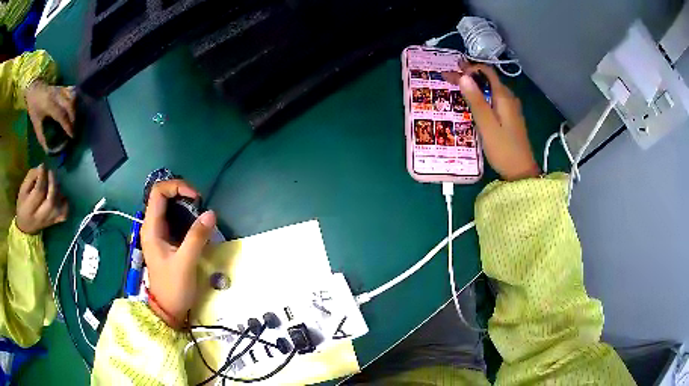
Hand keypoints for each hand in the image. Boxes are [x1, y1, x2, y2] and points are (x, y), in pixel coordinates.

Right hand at [16, 164, 68, 234]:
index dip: (42, 176)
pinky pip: (64, 214)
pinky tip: (60, 195)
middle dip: (52, 183)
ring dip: (58, 191)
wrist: (25, 227)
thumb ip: (31, 177)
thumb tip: (42, 167)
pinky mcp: (54, 222)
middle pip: (50, 201)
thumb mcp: (23, 189)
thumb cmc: (23, 204)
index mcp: (29, 208)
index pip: (39, 192)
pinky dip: (65, 203)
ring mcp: (48, 221)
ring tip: (54, 181)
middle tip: (50, 172)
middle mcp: (40, 217)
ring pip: (58, 207)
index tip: (43, 166)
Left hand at [25, 81, 75, 151]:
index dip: (67, 125)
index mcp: (49, 104)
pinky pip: (72, 91)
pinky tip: (75, 107)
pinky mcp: (62, 87)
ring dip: (75, 109)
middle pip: (69, 105)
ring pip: (72, 97)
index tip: (72, 136)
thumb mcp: (35, 123)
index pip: (61, 115)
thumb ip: (41, 136)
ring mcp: (60, 89)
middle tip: (74, 129)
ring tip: (75, 120)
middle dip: (73, 118)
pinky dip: (75, 99)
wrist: (34, 89)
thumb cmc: (34, 107)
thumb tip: (47, 150)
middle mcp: (57, 95)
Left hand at [141, 180, 216, 328]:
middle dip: (182, 194)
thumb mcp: (186, 263)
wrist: (167, 310)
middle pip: (163, 196)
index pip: (158, 192)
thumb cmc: (173, 287)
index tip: (196, 197)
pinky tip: (197, 227)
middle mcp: (152, 226)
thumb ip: (197, 237)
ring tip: (201, 215)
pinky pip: (174, 220)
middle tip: (201, 205)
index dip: (177, 187)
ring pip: (169, 208)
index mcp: (151, 228)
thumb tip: (211, 213)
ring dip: (185, 206)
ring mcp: (158, 234)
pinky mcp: (165, 241)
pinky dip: (186, 217)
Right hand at [443, 64, 539, 180]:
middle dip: (469, 76)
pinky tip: (473, 104)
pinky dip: (481, 97)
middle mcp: (509, 98)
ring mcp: (511, 108)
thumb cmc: (503, 149)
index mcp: (504, 97)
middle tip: (449, 79)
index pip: (486, 72)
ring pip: (491, 89)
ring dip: (474, 86)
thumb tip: (463, 77)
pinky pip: (494, 100)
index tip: (452, 71)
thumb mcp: (486, 125)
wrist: (521, 172)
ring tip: (457, 89)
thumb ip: (476, 100)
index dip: (468, 68)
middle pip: (488, 79)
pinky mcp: (510, 117)